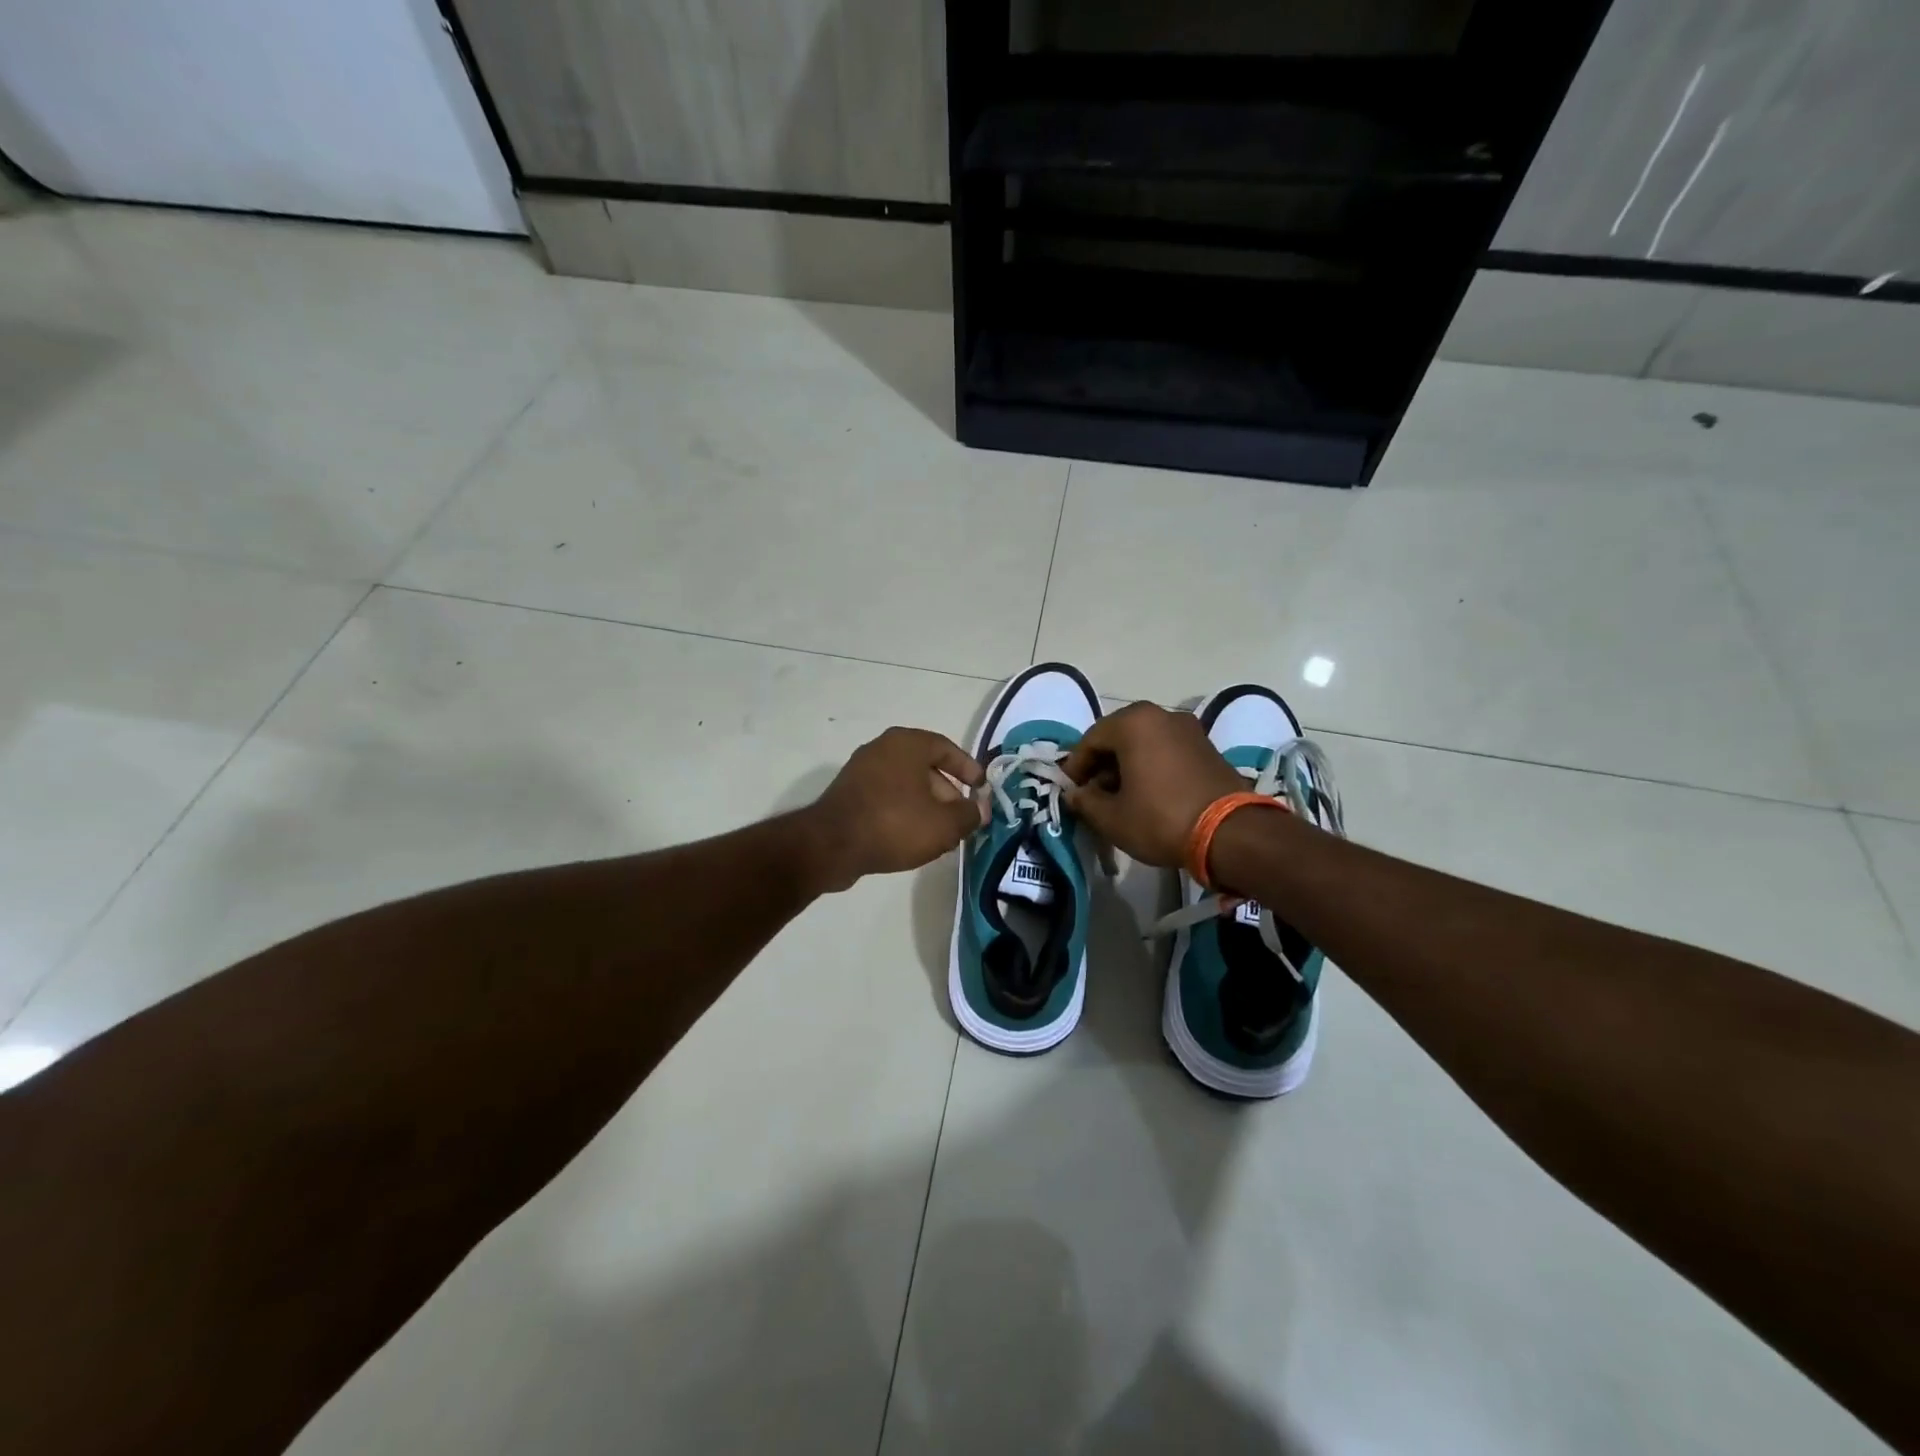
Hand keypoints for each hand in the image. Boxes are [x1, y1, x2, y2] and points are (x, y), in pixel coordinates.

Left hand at [803, 727, 986, 892]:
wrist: (831, 845)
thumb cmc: (894, 824)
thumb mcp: (944, 824)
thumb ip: (969, 815)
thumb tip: (981, 809)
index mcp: (907, 743)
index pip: (947, 748)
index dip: (968, 769)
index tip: (982, 788)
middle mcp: (883, 748)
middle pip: (926, 767)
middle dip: (948, 794)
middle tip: (962, 819)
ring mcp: (862, 770)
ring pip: (906, 784)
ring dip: (927, 806)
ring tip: (941, 835)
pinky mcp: (848, 793)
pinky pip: (886, 797)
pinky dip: (904, 811)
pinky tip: (912, 838)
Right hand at [1061, 702, 1243, 867]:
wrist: (1231, 833)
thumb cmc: (1161, 819)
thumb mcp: (1112, 818)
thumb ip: (1085, 801)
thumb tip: (1075, 794)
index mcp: (1133, 722)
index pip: (1090, 739)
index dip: (1076, 767)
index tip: (1070, 791)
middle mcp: (1161, 715)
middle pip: (1118, 737)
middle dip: (1101, 765)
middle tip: (1093, 795)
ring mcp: (1188, 729)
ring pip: (1143, 743)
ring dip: (1126, 766)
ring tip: (1119, 798)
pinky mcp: (1207, 747)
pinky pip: (1166, 751)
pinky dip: (1150, 767)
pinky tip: (1147, 794)